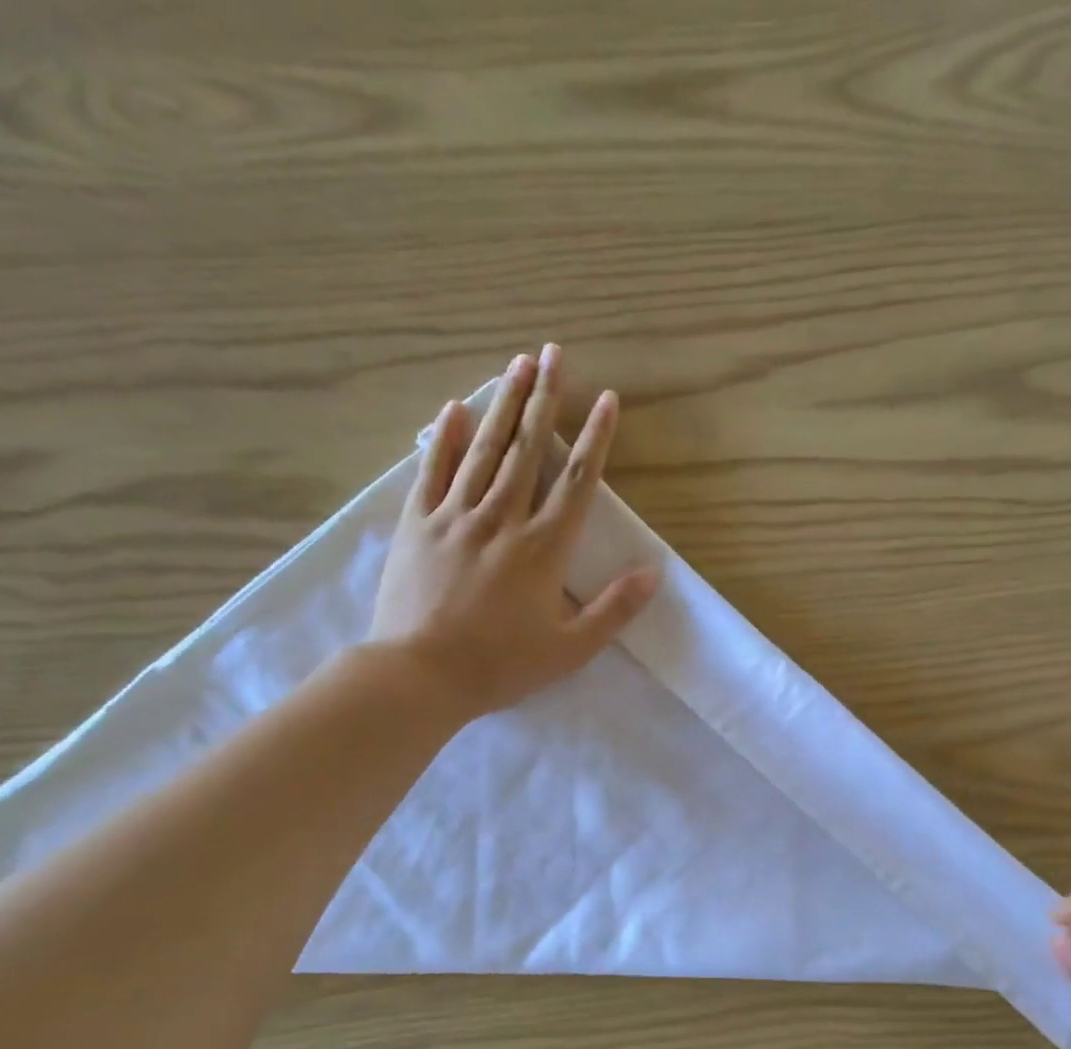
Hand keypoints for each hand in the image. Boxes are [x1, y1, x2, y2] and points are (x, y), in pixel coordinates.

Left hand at [370, 345, 659, 719]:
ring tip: (517, 364)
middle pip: (528, 450)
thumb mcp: (570, 650)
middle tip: (554, 353)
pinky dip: (443, 438)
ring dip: (503, 404)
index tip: (605, 399)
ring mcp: (455, 517)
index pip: (576, 481)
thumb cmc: (500, 666)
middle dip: (544, 399)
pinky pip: (432, 471)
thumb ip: (613, 610)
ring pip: (484, 450)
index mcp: (543, 548)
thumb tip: (653, 573)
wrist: (420, 674)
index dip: (594, 438)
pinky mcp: (417, 525)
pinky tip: (454, 409)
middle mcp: (502, 519)